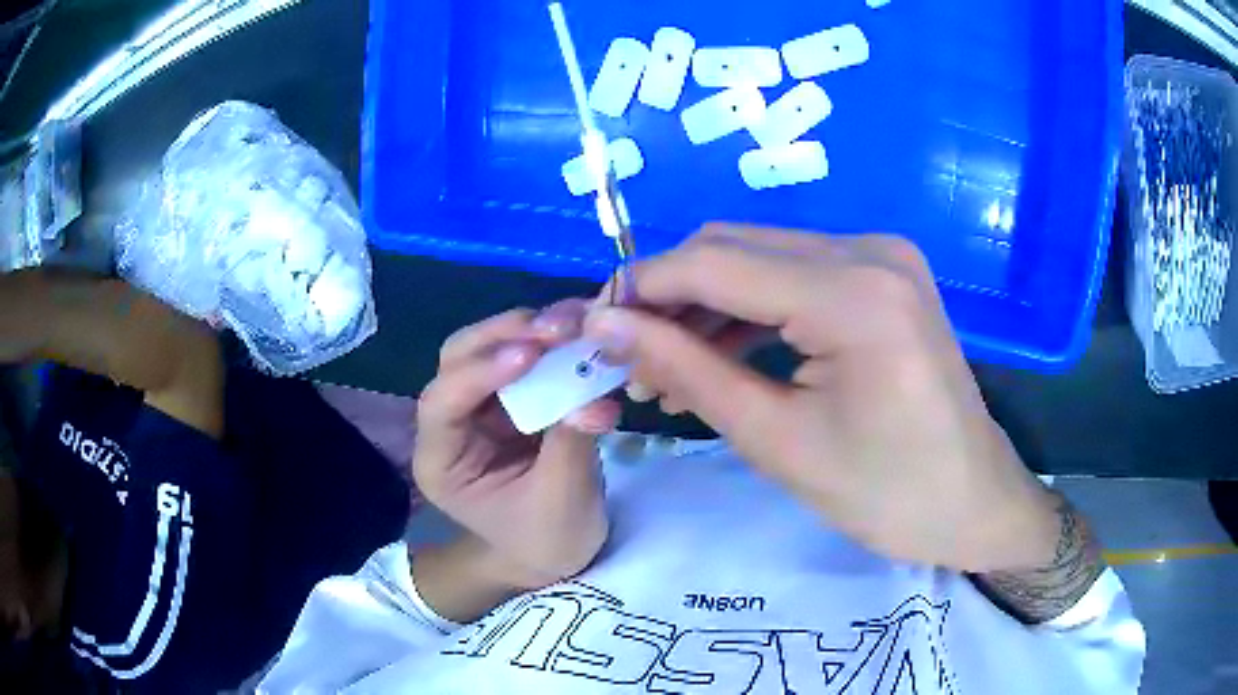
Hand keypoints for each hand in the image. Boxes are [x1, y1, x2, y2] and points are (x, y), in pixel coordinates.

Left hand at [413, 300, 620, 603]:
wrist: (552, 553)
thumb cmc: (546, 540)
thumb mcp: (562, 502)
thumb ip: (572, 445)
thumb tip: (596, 397)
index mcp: (441, 462)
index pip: (442, 404)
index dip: (480, 372)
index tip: (530, 354)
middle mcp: (450, 424)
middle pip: (458, 359)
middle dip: (505, 336)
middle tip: (558, 328)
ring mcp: (479, 406)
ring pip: (490, 347)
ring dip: (532, 330)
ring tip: (576, 324)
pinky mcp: (510, 397)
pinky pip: (525, 357)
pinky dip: (552, 342)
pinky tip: (582, 334)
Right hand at [584, 225, 1060, 573]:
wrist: (973, 502)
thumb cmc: (886, 495)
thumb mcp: (777, 441)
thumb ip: (687, 370)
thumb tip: (607, 325)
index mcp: (853, 294)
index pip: (713, 262)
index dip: (641, 289)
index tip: (591, 328)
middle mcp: (869, 250)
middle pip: (734, 246)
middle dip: (669, 296)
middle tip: (626, 358)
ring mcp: (882, 256)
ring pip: (761, 256)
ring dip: (705, 303)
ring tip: (663, 366)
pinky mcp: (884, 274)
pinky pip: (796, 273)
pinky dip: (750, 306)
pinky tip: (718, 350)